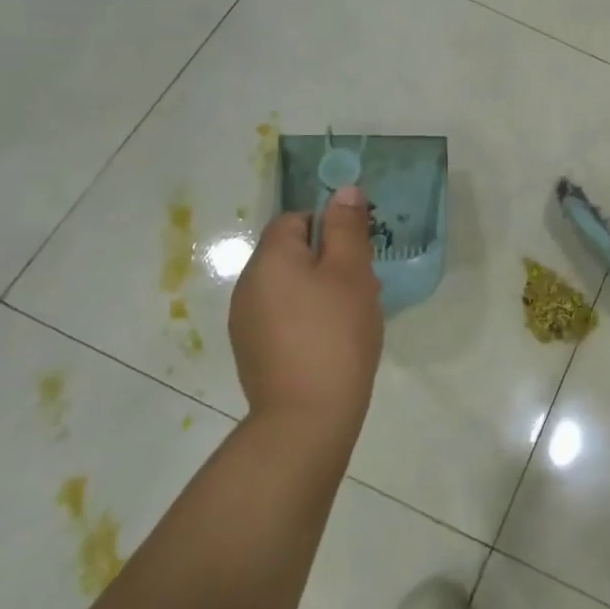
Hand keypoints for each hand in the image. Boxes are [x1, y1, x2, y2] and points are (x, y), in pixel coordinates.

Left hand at [228, 186, 382, 446]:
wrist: (307, 418)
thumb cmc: (335, 334)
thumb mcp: (351, 272)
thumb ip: (347, 227)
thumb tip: (344, 190)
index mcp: (270, 259)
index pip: (296, 219)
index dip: (329, 227)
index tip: (358, 251)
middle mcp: (248, 285)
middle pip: (291, 253)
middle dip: (329, 260)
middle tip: (363, 285)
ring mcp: (246, 322)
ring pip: (289, 286)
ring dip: (320, 289)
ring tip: (353, 315)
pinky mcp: (252, 351)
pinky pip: (283, 316)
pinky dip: (307, 317)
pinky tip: (332, 341)